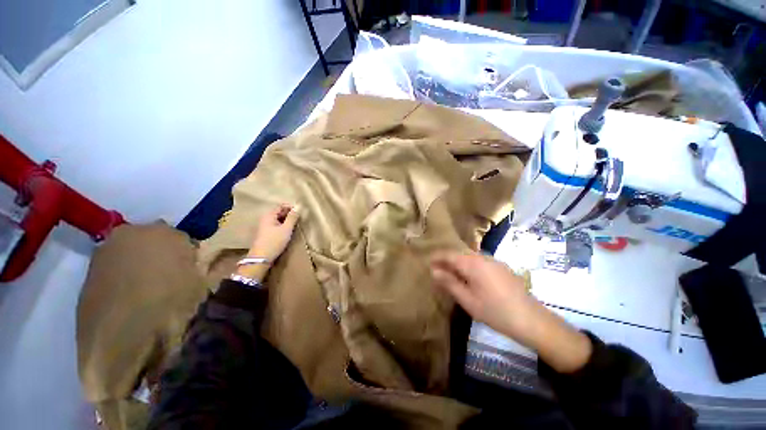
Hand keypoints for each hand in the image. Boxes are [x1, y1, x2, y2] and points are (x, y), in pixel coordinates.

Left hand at [236, 204, 299, 281]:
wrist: (261, 258)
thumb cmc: (274, 241)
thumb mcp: (286, 229)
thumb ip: (292, 217)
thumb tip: (298, 207)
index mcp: (269, 215)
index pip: (281, 206)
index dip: (291, 207)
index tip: (300, 212)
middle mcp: (265, 218)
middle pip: (279, 212)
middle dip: (289, 214)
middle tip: (299, 219)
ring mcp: (265, 226)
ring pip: (278, 219)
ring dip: (287, 220)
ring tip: (295, 225)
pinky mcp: (266, 233)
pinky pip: (276, 225)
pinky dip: (283, 225)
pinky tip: (288, 230)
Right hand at [430, 252, 591, 372]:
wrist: (532, 320)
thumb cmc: (495, 311)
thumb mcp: (467, 300)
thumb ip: (449, 283)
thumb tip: (433, 271)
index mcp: (472, 263)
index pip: (449, 254)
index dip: (437, 257)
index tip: (427, 262)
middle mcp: (482, 257)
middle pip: (459, 254)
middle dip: (447, 261)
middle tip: (437, 271)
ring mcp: (494, 261)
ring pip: (470, 258)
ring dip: (458, 264)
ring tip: (451, 275)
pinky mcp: (502, 268)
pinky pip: (479, 262)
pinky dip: (469, 267)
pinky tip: (470, 279)